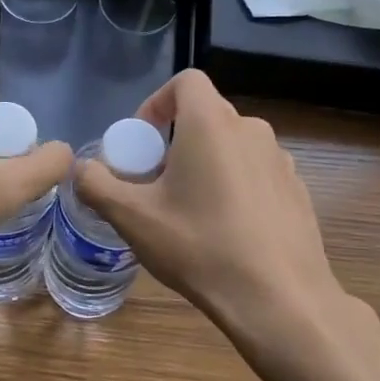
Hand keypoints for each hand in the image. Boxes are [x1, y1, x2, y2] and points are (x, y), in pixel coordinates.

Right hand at [73, 70, 357, 373]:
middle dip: (175, 141)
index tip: (142, 142)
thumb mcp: (133, 218)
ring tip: (189, 212)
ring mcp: (280, 160)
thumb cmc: (200, 247)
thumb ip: (97, 185)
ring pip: (231, 146)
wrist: (279, 299)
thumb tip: (82, 169)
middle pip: (206, 116)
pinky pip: (255, 173)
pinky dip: (234, 186)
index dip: (157, 102)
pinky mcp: (297, 190)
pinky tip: (226, 231)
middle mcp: (251, 130)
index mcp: (212, 124)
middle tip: (156, 185)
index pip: (185, 81)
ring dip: (205, 164)